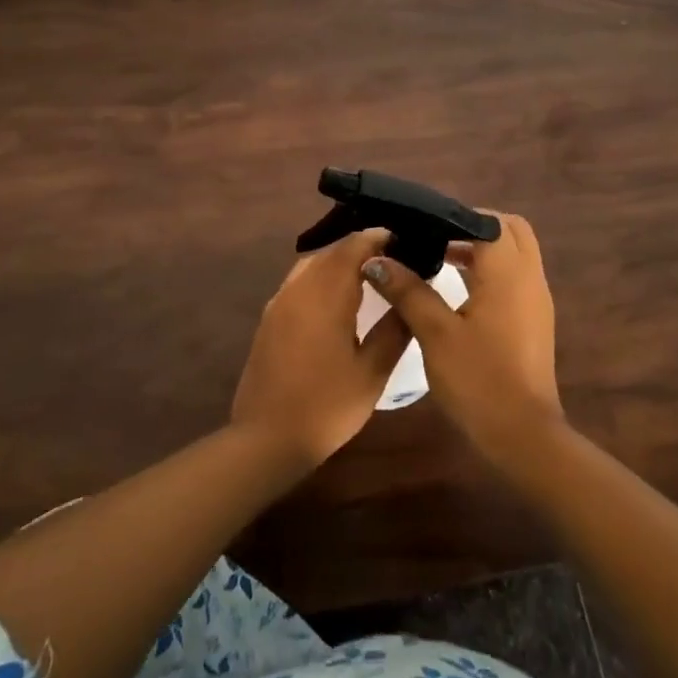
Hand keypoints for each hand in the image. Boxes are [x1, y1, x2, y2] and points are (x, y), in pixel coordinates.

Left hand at [231, 229, 410, 468]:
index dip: (377, 238)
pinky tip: (336, 296)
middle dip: (360, 247)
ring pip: (312, 263)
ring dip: (339, 260)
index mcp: (326, 296)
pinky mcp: (269, 317)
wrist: (266, 439)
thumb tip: (411, 297)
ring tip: (367, 272)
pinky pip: (299, 280)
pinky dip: (321, 275)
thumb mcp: (372, 372)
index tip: (403, 239)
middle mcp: (299, 289)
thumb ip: (394, 329)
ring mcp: (279, 302)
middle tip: (392, 256)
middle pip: (332, 251)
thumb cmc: (326, 407)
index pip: (353, 247)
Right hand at [358, 211, 563, 468]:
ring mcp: (537, 299)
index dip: (454, 217)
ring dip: (482, 248)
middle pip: (508, 229)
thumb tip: (376, 260)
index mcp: (508, 272)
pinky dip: (492, 270)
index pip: (486, 220)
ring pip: (515, 252)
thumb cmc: (478, 380)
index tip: (421, 225)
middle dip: (474, 226)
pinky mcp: (535, 319)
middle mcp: (529, 276)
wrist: (522, 436)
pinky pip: (516, 276)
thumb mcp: (436, 333)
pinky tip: (459, 289)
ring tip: (439, 258)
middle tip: (436, 237)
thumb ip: (408, 290)